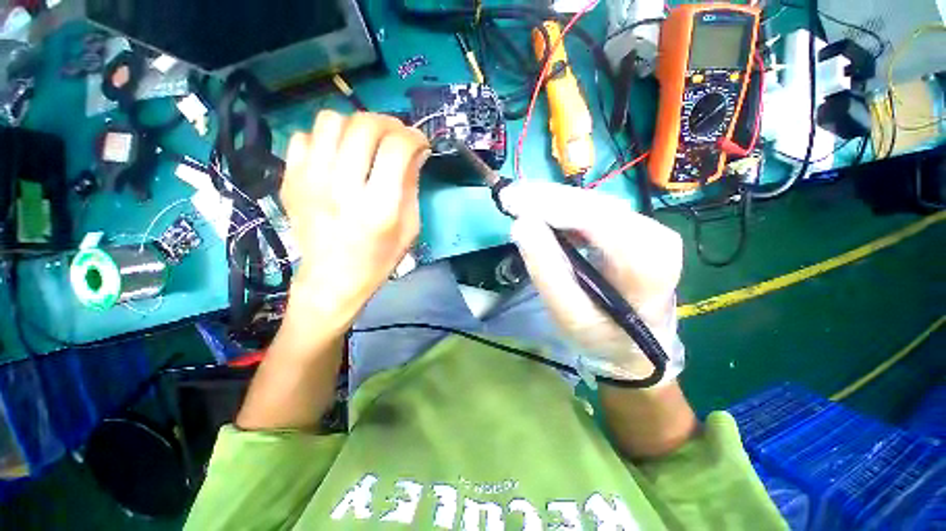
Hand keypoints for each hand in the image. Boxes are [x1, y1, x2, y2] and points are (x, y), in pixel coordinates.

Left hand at [280, 111, 430, 327]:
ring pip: (330, 121)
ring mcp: (310, 182)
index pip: (397, 148)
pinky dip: (324, 140)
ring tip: (364, 144)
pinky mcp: (290, 181)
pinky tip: (336, 158)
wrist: (332, 279)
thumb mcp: (409, 228)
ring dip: (355, 126)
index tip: (419, 143)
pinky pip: (304, 136)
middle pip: (364, 126)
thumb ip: (411, 186)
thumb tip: (416, 151)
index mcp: (379, 207)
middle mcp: (342, 189)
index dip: (413, 136)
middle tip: (395, 138)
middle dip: (388, 124)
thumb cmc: (379, 258)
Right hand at [502, 181, 684, 382]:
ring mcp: (648, 228)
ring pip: (592, 203)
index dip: (549, 205)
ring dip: (553, 202)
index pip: (593, 218)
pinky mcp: (635, 228)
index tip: (511, 200)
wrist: (635, 345)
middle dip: (546, 198)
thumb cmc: (602, 336)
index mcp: (646, 260)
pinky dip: (564, 210)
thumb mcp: (570, 315)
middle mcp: (654, 234)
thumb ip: (546, 271)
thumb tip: (522, 225)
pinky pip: (594, 211)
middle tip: (509, 197)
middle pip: (593, 204)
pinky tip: (543, 214)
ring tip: (520, 203)